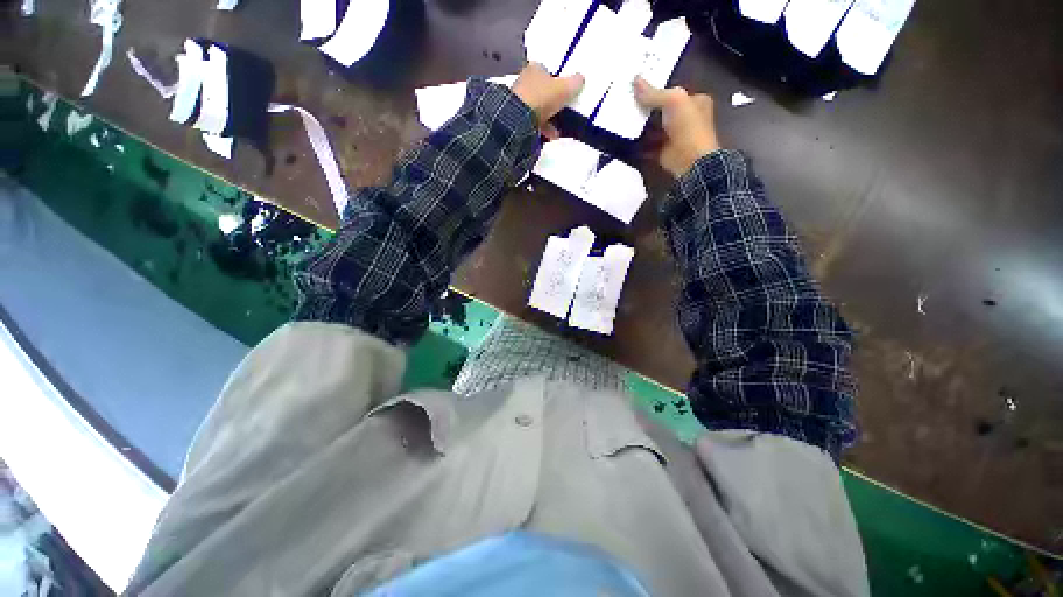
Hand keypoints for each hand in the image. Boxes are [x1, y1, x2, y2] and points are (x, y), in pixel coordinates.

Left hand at [511, 62, 584, 138]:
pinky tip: (550, 136)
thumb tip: (581, 79)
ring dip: (548, 118)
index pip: (549, 71)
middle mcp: (525, 81)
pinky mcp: (515, 116)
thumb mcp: (564, 88)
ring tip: (558, 130)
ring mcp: (518, 100)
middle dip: (553, 102)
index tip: (566, 93)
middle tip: (563, 112)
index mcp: (535, 68)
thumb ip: (574, 83)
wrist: (518, 119)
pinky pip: (532, 121)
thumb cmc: (542, 97)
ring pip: (537, 108)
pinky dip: (541, 127)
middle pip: (543, 91)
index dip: (559, 81)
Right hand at [634, 77, 719, 177]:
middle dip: (645, 108)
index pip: (673, 92)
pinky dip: (637, 144)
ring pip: (653, 128)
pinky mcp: (663, 152)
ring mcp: (674, 136)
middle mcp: (685, 118)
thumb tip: (635, 79)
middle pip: (661, 110)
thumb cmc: (688, 126)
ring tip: (621, 119)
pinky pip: (647, 145)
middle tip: (625, 103)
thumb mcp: (673, 100)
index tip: (638, 89)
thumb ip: (654, 93)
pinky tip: (624, 138)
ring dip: (639, 126)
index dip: (657, 89)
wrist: (690, 160)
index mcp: (695, 101)